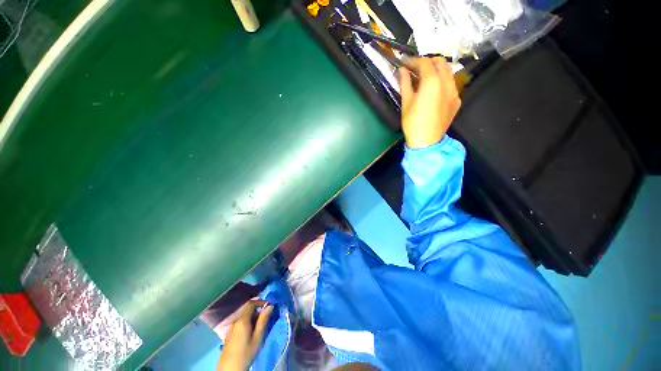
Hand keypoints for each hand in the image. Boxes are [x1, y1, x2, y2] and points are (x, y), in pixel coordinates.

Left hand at [218, 300, 273, 370]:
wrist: (230, 370)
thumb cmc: (246, 353)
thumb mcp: (258, 338)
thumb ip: (263, 321)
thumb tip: (270, 306)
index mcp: (242, 320)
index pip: (251, 303)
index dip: (260, 302)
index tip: (269, 307)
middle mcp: (235, 322)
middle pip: (247, 311)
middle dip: (258, 312)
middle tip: (266, 320)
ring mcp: (231, 329)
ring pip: (244, 318)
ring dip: (253, 319)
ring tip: (260, 329)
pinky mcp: (229, 336)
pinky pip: (240, 325)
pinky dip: (247, 325)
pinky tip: (251, 335)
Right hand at [400, 57, 460, 148]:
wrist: (426, 141)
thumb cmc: (413, 123)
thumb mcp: (406, 102)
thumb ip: (405, 83)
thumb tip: (402, 71)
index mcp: (432, 82)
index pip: (424, 62)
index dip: (413, 60)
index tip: (404, 63)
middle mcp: (447, 82)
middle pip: (440, 62)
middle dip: (427, 62)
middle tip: (415, 69)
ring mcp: (454, 91)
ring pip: (448, 72)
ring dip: (436, 70)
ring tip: (424, 78)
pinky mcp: (456, 100)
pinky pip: (451, 84)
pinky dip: (442, 82)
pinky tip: (434, 91)